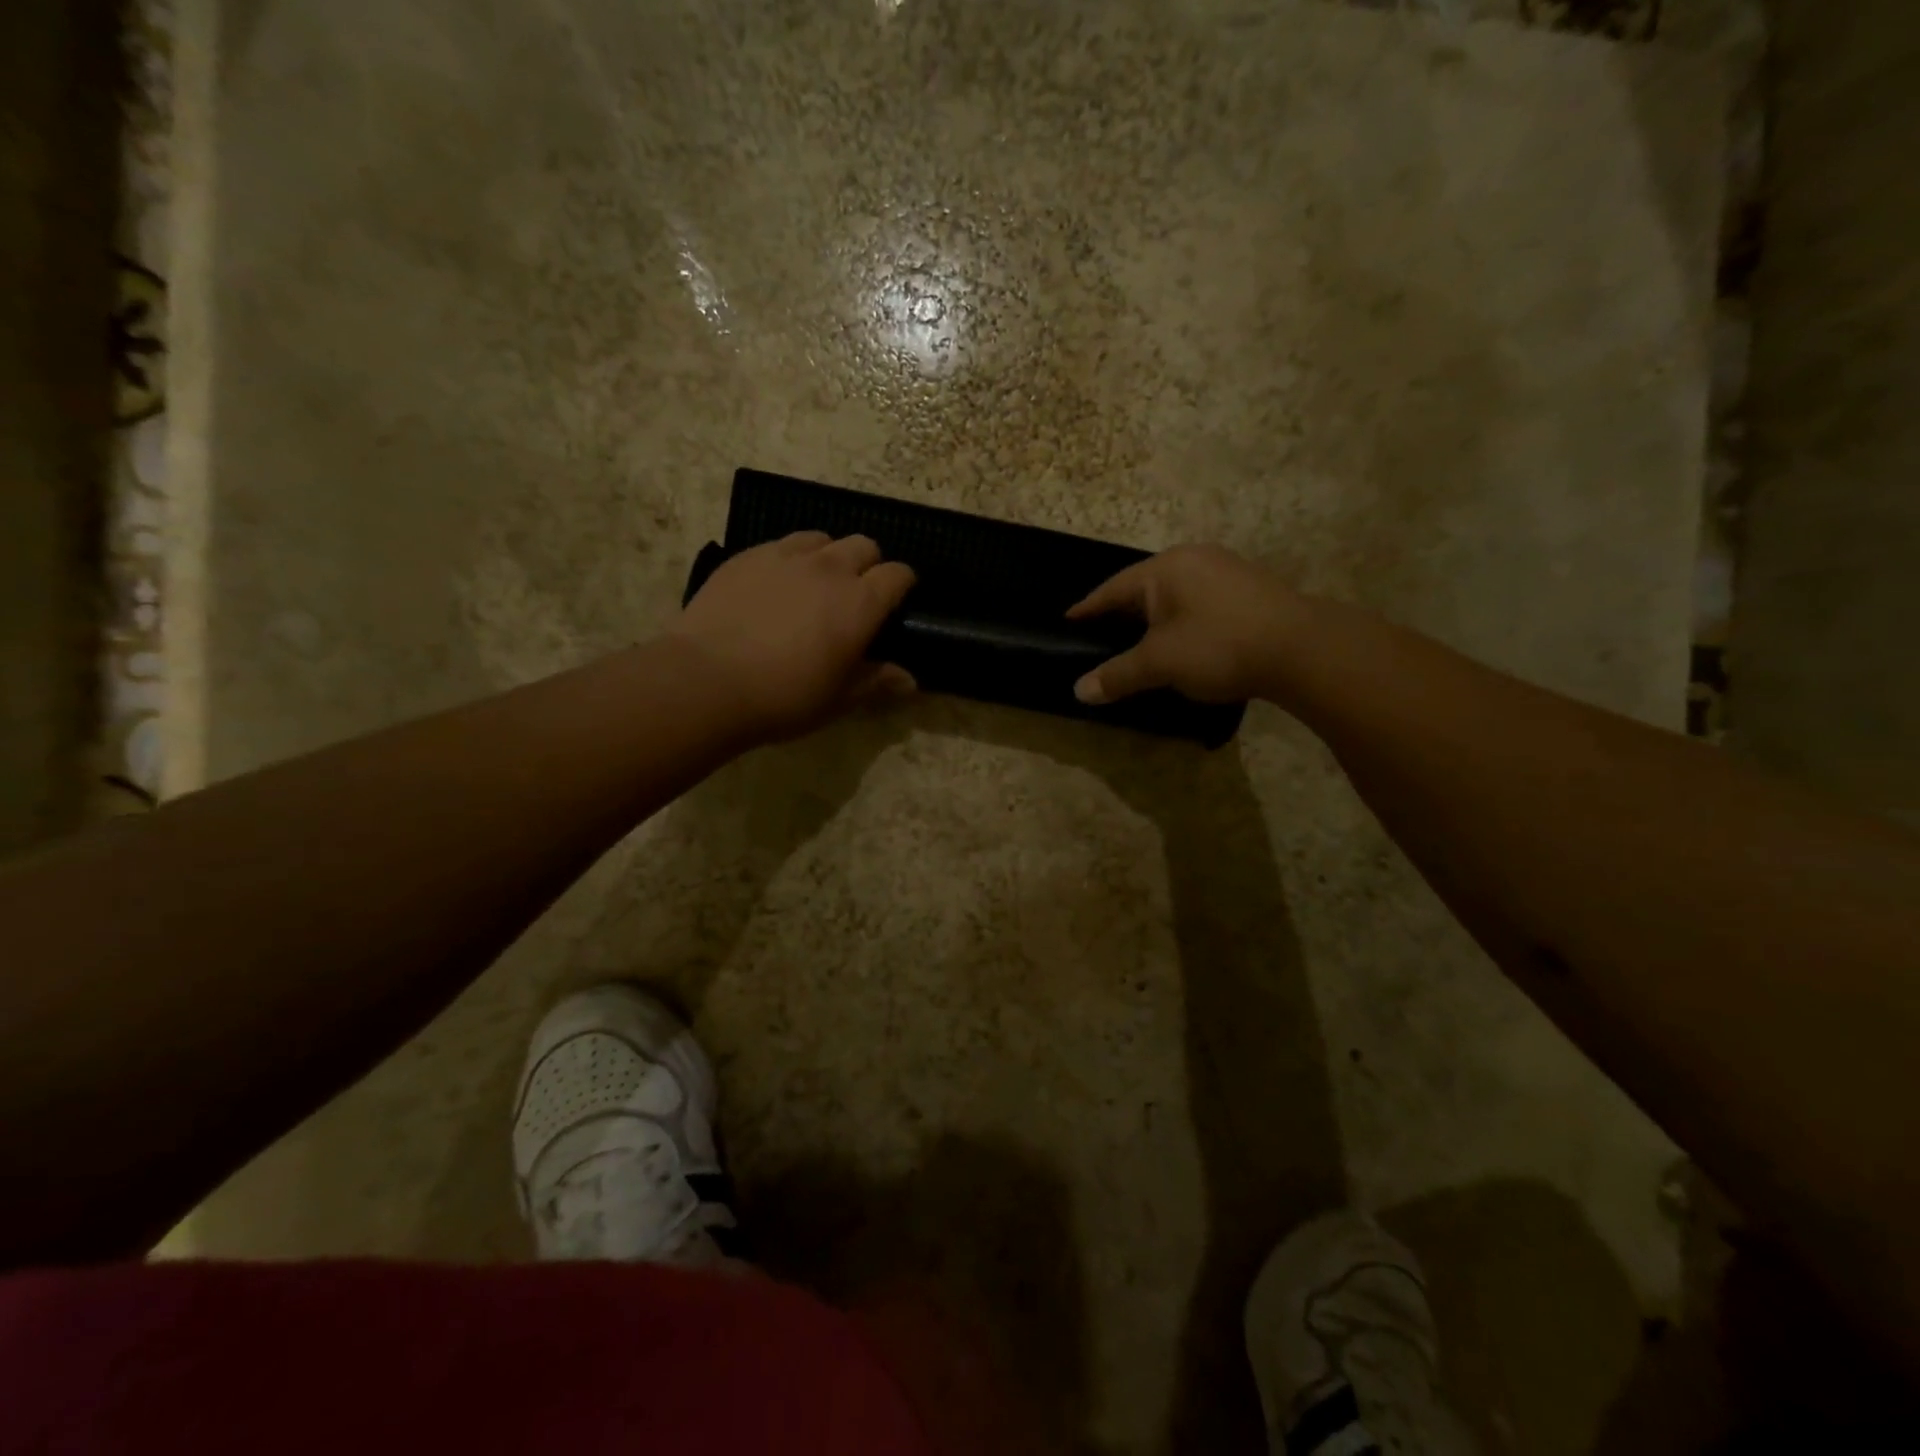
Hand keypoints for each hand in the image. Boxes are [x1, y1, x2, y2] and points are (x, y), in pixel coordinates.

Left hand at [672, 533, 916, 740]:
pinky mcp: (747, 556)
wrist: (706, 680)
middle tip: (855, 597)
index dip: (902, 586)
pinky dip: (790, 559)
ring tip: (815, 585)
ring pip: (821, 538)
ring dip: (829, 556)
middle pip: (864, 545)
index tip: (896, 604)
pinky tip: (775, 587)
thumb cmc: (784, 696)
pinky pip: (781, 544)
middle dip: (868, 565)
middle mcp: (829, 568)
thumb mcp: (838, 699)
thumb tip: (909, 680)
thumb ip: (876, 682)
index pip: (898, 575)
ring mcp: (785, 556)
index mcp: (860, 603)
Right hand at [1067, 545, 1304, 704]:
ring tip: (1139, 640)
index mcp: (1165, 569)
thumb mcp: (1159, 663)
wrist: (1302, 650)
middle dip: (1122, 613)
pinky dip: (1182, 621)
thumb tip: (1079, 691)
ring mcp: (1227, 570)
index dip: (1088, 608)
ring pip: (1175, 595)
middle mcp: (1194, 559)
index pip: (1112, 589)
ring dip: (1155, 618)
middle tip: (1101, 634)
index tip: (1068, 620)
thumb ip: (1117, 675)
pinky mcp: (1250, 589)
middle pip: (1144, 588)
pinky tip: (1183, 640)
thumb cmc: (1218, 646)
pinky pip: (1200, 602)